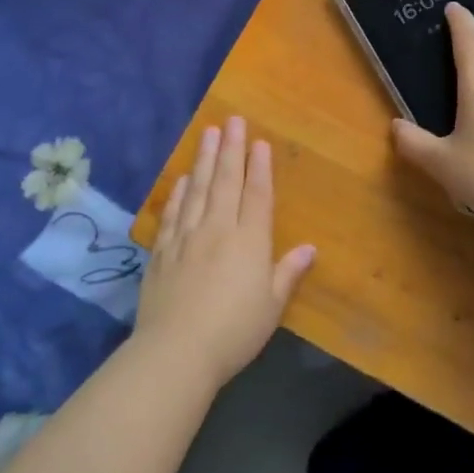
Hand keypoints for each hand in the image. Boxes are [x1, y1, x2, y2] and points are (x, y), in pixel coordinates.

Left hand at [136, 117, 315, 390]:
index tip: (259, 141)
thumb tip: (311, 248)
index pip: (257, 194)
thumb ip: (289, 273)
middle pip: (226, 181)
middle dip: (231, 148)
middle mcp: (218, 229)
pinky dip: (178, 192)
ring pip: (197, 189)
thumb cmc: (234, 331)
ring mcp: (186, 237)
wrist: (176, 352)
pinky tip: (182, 178)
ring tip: (208, 133)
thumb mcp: (272, 306)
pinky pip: (172, 213)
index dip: (259, 167)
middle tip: (232, 120)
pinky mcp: (162, 251)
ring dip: (204, 159)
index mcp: (250, 241)